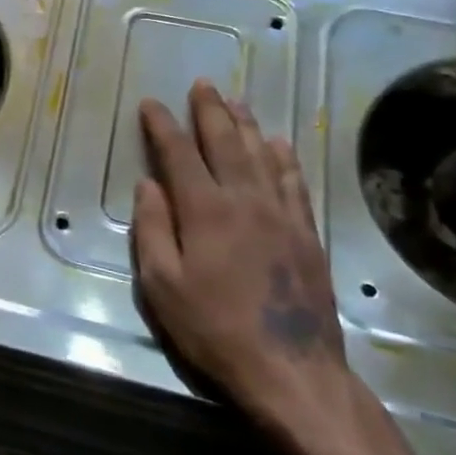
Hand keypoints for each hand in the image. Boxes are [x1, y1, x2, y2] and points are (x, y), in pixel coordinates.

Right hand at [132, 80, 359, 453]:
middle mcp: (245, 201)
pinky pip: (294, 182)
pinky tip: (279, 144)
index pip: (179, 154)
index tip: (151, 104)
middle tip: (203, 84)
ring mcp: (282, 215)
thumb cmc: (214, 329)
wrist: (292, 370)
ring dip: (246, 125)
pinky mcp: (307, 234)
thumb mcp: (162, 285)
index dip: (163, 126)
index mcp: (205, 211)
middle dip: (210, 111)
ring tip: (236, 101)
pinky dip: (285, 158)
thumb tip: (149, 185)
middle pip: (226, 144)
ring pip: (263, 156)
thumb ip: (152, 230)